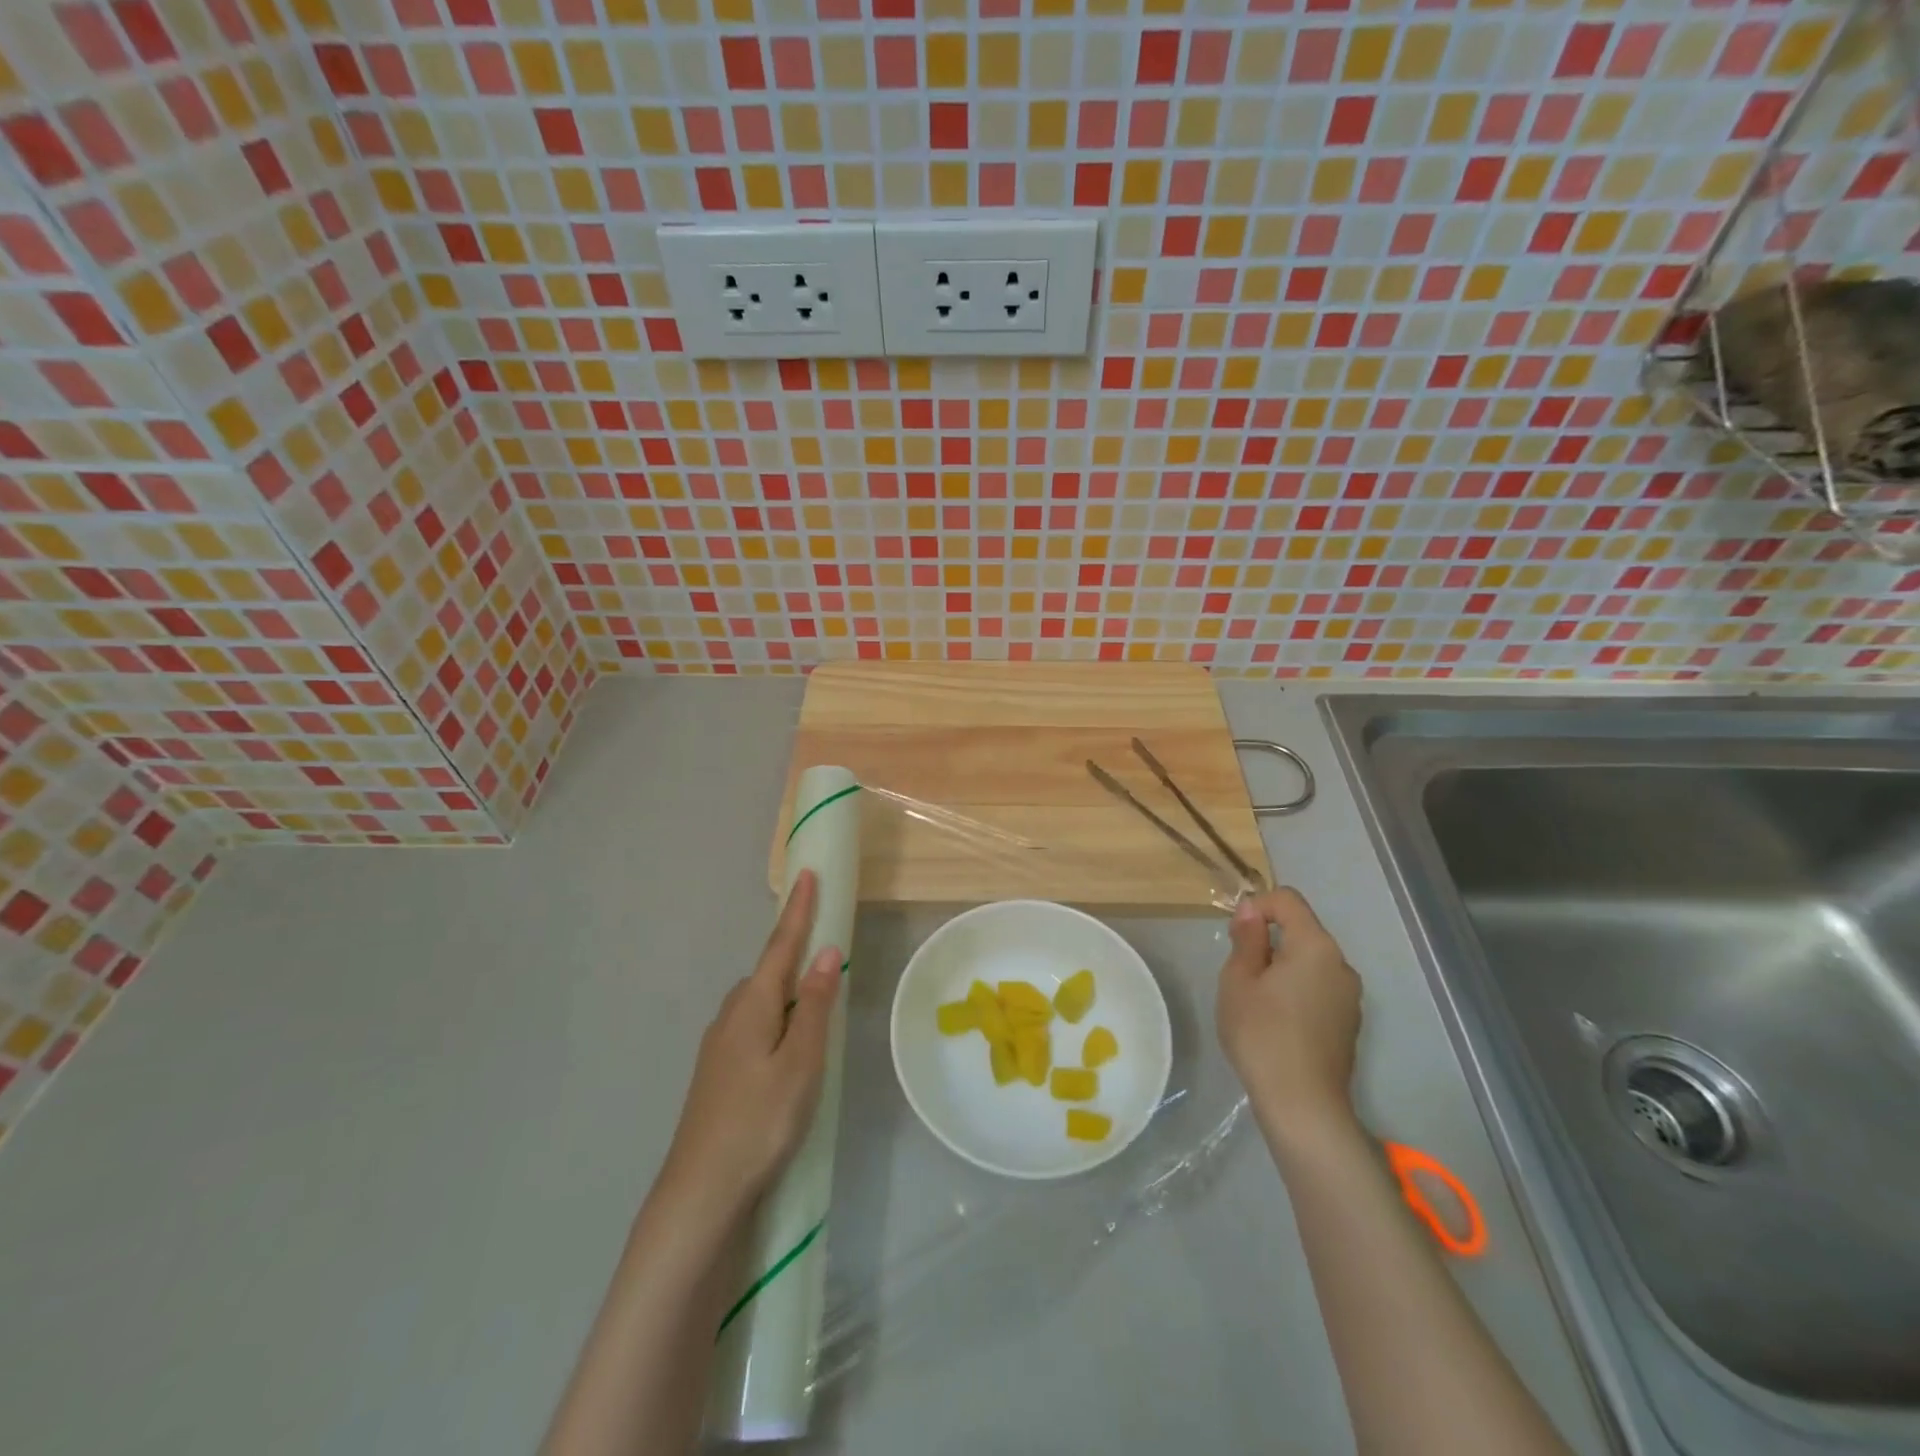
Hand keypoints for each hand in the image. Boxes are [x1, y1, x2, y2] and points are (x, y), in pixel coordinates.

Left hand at [656, 870, 840, 1222]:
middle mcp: (731, 1015)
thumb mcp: (800, 1062)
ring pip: (760, 1002)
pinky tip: (787, 1045)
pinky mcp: (718, 1072)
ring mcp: (719, 1045)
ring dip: (787, 990)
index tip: (806, 873)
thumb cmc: (760, 1120)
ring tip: (815, 999)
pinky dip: (776, 1017)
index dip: (798, 910)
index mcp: (752, 1005)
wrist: (701, 1191)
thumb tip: (826, 952)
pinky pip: (754, 1026)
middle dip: (794, 952)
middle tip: (825, 945)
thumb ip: (814, 1006)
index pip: (781, 945)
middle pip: (769, 972)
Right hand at [1216, 887, 1362, 1131]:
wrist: (1302, 1105)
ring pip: (1310, 962)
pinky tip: (1277, 1022)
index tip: (1236, 935)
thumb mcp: (1239, 980)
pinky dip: (1296, 990)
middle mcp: (1341, 964)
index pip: (1288, 900)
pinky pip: (1319, 988)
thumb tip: (1251, 909)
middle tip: (1238, 971)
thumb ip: (1247, 939)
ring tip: (1255, 999)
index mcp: (1315, 946)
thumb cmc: (1262, 1034)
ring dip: (1282, 967)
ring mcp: (1350, 996)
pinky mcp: (1349, 1023)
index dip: (1258, 906)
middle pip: (1301, 931)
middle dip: (1268, 940)